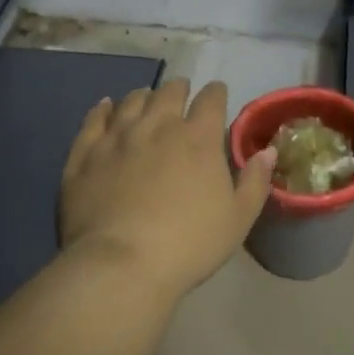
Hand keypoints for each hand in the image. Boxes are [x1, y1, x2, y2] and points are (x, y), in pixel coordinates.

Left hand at [58, 78, 276, 301]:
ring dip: (144, 96)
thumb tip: (268, 151)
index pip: (211, 100)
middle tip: (182, 94)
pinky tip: (105, 106)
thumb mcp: (238, 219)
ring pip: (132, 101)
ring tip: (147, 99)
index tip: (217, 94)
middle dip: (180, 89)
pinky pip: (93, 120)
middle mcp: (158, 126)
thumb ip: (255, 181)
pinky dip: (102, 109)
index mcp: (199, 138)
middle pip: (170, 93)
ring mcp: (117, 137)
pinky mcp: (85, 154)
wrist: (121, 265)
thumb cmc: (189, 244)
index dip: (216, 93)